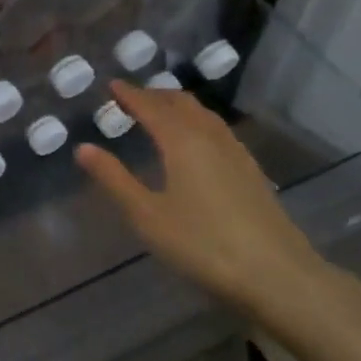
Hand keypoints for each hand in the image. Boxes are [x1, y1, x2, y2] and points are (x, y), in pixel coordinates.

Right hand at [74, 80, 360, 349]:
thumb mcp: (147, 216)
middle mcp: (210, 137)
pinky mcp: (251, 171)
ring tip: (160, 112)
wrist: (277, 275)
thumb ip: (114, 179)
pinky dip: (197, 122)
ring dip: (178, 106)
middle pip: (181, 103)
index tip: (112, 85)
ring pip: (203, 115)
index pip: (151, 107)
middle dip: (155, 95)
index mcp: (182, 141)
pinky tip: (196, 142)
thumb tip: (83, 148)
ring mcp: (236, 153)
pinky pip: (217, 130)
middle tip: (132, 97)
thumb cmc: (203, 245)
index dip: (130, 94)